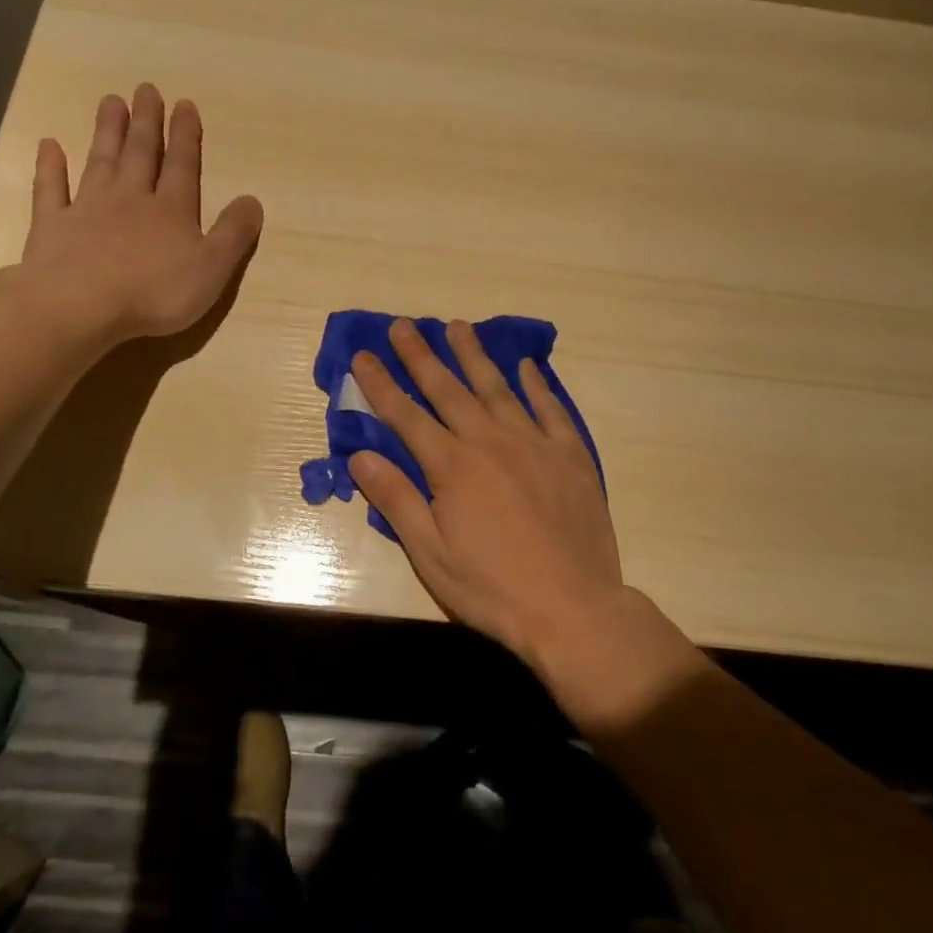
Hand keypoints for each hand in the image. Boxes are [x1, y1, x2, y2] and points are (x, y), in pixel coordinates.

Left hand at [12, 85, 263, 351]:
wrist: (79, 305)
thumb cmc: (154, 292)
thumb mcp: (211, 269)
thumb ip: (233, 234)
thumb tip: (253, 200)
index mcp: (172, 211)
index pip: (183, 166)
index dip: (186, 136)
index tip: (185, 104)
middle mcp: (131, 199)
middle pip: (141, 154)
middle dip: (147, 122)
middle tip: (146, 89)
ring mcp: (87, 208)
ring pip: (101, 161)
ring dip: (108, 132)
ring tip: (111, 102)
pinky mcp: (52, 225)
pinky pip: (51, 189)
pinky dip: (50, 166)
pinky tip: (49, 145)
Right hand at [348, 318, 626, 665]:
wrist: (573, 607)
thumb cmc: (492, 587)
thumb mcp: (430, 554)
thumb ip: (396, 500)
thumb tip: (360, 457)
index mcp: (452, 467)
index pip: (406, 416)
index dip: (381, 385)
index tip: (363, 355)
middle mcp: (491, 442)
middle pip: (449, 390)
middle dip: (422, 356)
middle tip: (404, 324)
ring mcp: (535, 444)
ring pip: (498, 388)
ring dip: (474, 356)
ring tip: (458, 326)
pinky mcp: (570, 456)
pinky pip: (550, 408)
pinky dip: (536, 384)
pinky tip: (526, 365)